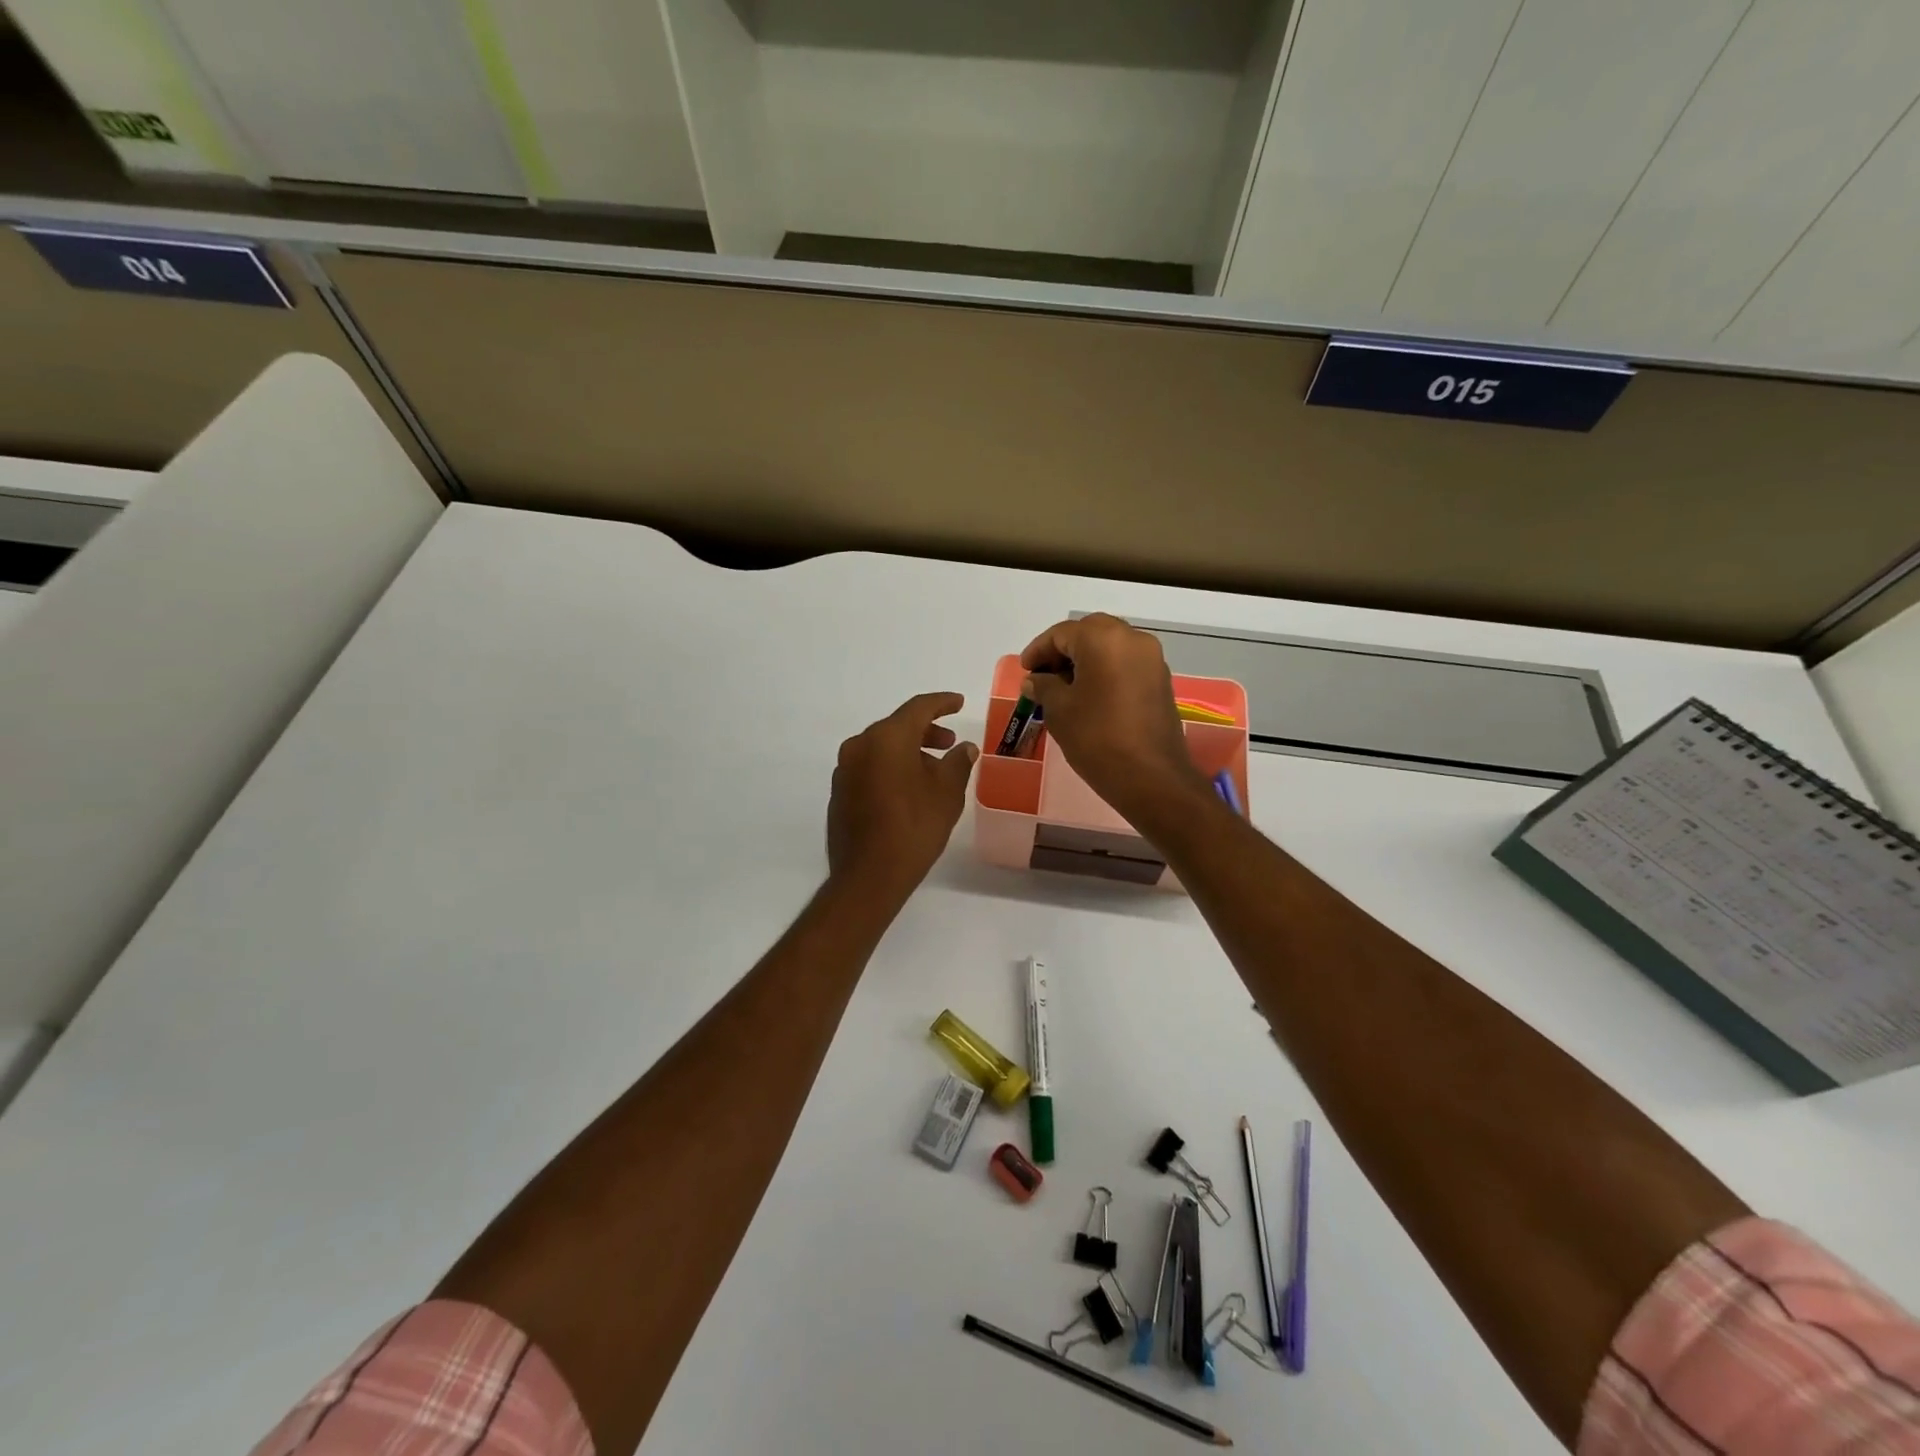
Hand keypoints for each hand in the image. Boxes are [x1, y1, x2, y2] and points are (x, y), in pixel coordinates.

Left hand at [827, 692, 978, 898]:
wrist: (869, 875)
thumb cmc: (914, 828)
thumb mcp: (947, 794)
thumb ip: (957, 763)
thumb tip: (964, 748)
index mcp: (886, 738)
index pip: (919, 708)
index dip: (942, 703)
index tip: (959, 702)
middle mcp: (860, 746)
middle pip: (897, 727)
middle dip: (926, 732)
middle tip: (950, 743)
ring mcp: (845, 769)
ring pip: (882, 748)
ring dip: (909, 752)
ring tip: (934, 772)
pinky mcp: (840, 792)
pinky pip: (870, 767)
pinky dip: (891, 768)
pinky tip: (910, 790)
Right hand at [1020, 614, 1205, 824]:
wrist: (1150, 777)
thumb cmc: (1096, 738)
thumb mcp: (1059, 710)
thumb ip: (1043, 686)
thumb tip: (1035, 680)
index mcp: (1104, 639)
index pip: (1062, 633)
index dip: (1038, 650)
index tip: (1025, 671)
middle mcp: (1133, 639)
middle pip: (1089, 632)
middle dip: (1063, 650)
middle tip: (1043, 675)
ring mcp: (1151, 659)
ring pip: (1110, 646)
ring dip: (1085, 660)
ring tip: (1063, 687)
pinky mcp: (1160, 680)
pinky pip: (1126, 663)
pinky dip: (1105, 670)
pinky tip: (1089, 695)